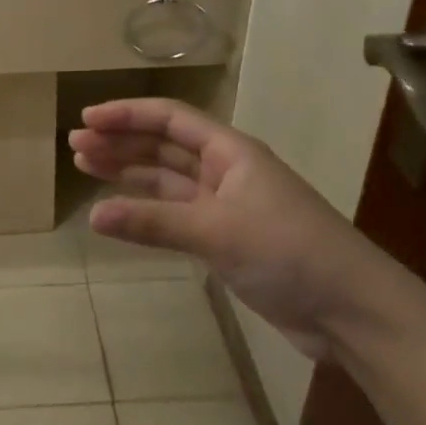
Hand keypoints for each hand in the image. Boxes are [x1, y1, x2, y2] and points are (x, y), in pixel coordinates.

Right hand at [69, 99, 407, 358]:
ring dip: (129, 173)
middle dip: (122, 143)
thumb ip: (154, 223)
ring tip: (87, 167)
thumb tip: (93, 215)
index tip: (87, 119)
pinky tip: (120, 212)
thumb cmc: (288, 252)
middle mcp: (226, 172)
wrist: (349, 309)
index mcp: (231, 152)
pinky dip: (147, 211)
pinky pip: (176, 215)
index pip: (170, 120)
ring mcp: (226, 207)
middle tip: (76, 146)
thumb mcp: (217, 231)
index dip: (128, 115)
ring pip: (167, 181)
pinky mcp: (226, 241)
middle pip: (164, 147)